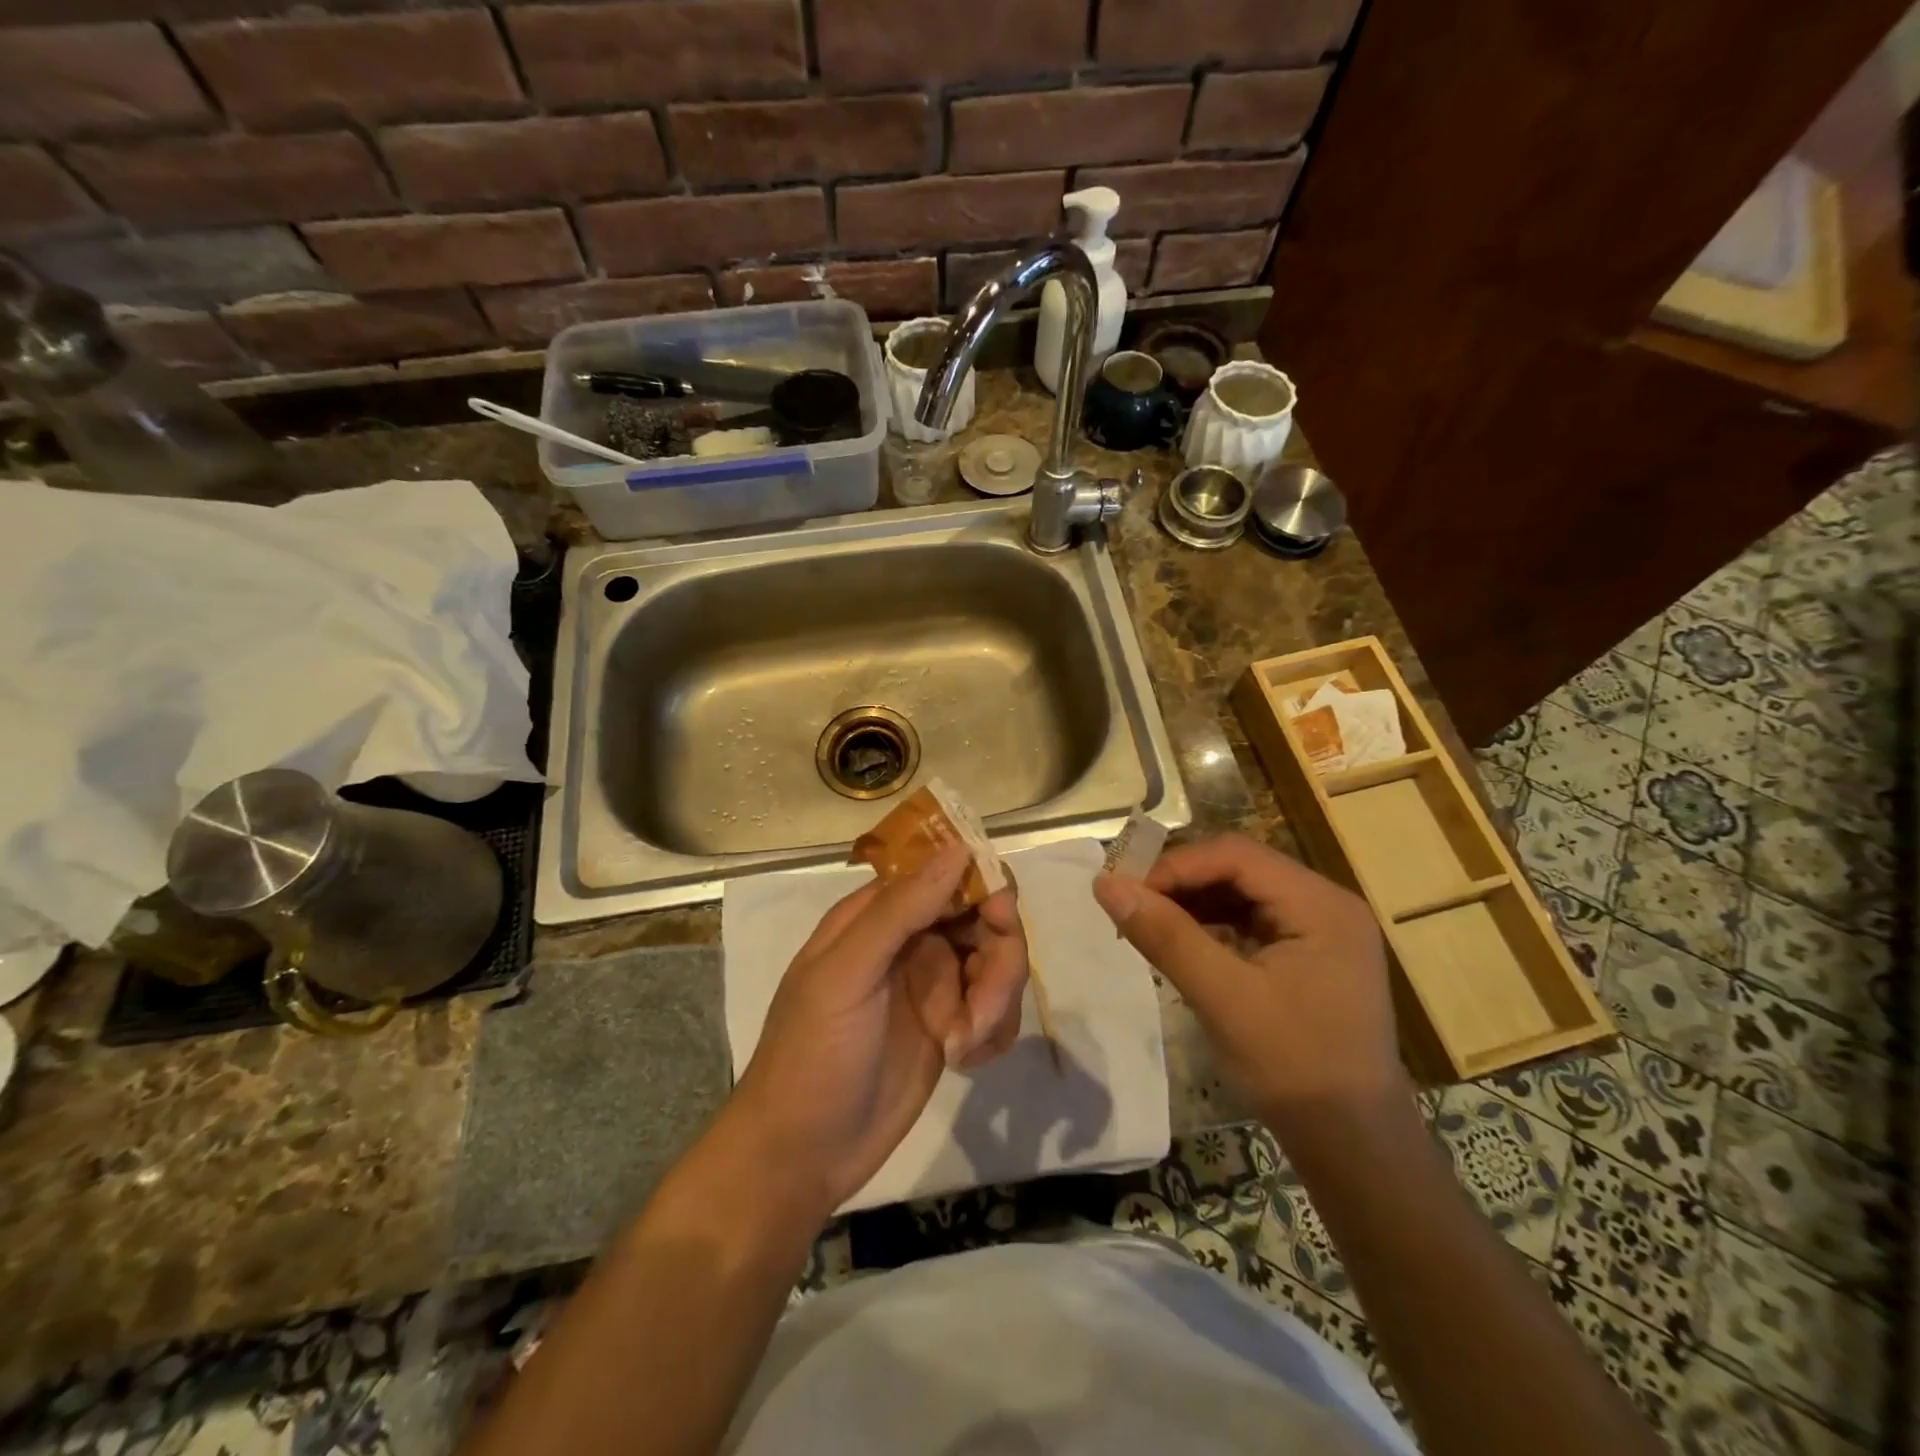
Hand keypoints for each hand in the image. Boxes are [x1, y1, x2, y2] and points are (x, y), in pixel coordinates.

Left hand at [731, 846, 1029, 1214]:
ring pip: (998, 962)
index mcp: (879, 915)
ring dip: (996, 1002)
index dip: (981, 885)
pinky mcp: (951, 1026)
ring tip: (965, 1045)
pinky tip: (968, 1059)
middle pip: (984, 917)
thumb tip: (959, 848)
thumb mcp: (847, 975)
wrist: (802, 1155)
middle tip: (984, 1005)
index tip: (999, 915)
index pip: (945, 873)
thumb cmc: (813, 1054)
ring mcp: (934, 984)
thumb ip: (901, 910)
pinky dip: (994, 1030)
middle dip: (999, 957)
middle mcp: (912, 939)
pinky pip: (996, 1008)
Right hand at [1092, 833, 1411, 1137]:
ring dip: (1192, 901)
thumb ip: (1165, 936)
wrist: (1353, 1147)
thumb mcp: (1223, 999)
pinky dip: (1211, 924)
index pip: (1237, 856)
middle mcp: (1326, 904)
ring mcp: (1320, 930)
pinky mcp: (1308, 954)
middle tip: (1130, 903)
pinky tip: (1180, 941)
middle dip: (1181, 881)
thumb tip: (1106, 884)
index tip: (1125, 890)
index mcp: (1321, 905)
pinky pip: (1250, 920)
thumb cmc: (1294, 1068)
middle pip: (1240, 868)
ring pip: (1242, 892)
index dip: (1176, 865)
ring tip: (1147, 921)